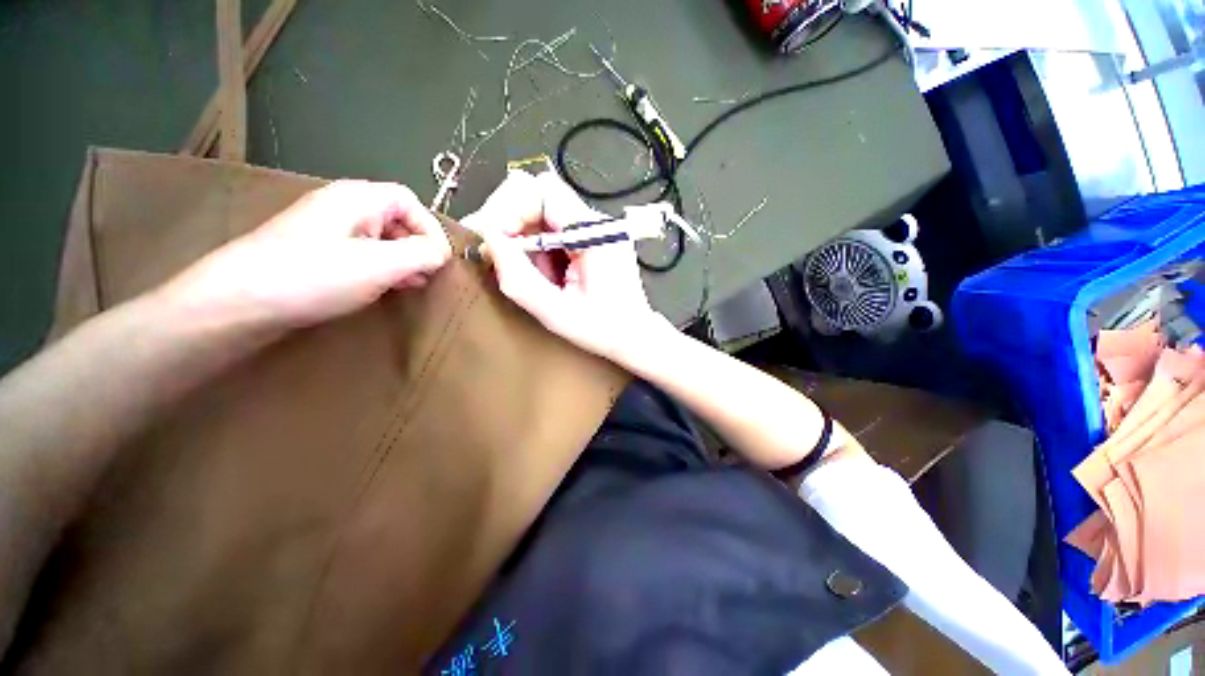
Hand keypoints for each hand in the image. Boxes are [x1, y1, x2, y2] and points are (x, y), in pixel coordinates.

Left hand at [162, 180, 451, 330]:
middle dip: (419, 246)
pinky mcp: (317, 255)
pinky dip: (383, 268)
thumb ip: (421, 254)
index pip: (409, 201)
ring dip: (404, 259)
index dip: (430, 228)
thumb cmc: (313, 276)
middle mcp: (342, 208)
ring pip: (381, 238)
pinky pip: (363, 254)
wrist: (237, 303)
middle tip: (429, 275)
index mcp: (356, 198)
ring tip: (414, 284)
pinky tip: (387, 286)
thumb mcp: (379, 264)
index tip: (439, 260)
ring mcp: (327, 231)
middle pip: (396, 218)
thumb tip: (441, 253)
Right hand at [464, 171, 666, 361]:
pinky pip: (554, 227)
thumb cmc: (602, 330)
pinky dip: (538, 245)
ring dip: (525, 235)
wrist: (635, 335)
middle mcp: (598, 222)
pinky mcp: (593, 237)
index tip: (495, 240)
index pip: (544, 191)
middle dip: (512, 219)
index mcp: (596, 235)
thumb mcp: (555, 312)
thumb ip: (520, 278)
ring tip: (532, 272)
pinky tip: (546, 272)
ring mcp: (597, 228)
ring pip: (543, 209)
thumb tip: (489, 240)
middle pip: (541, 193)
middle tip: (501, 254)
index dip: (510, 208)